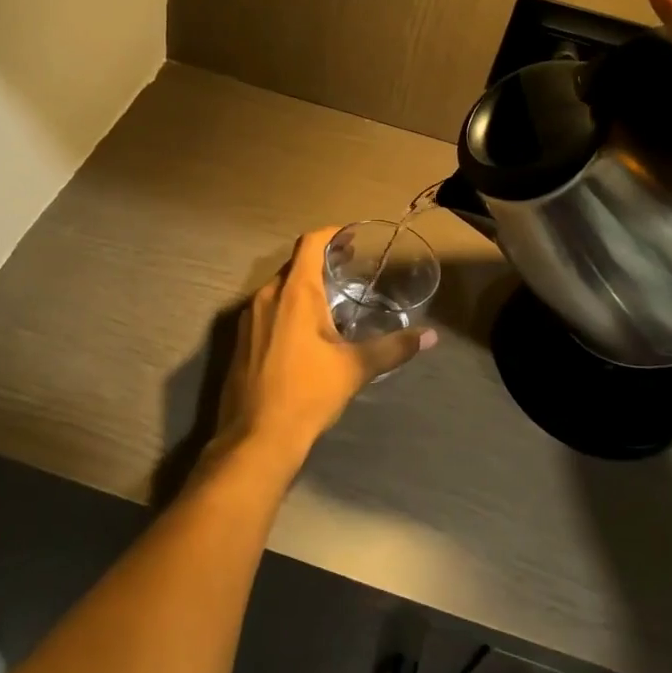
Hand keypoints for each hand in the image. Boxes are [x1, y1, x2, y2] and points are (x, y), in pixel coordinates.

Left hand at [210, 228, 437, 467]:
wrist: (256, 437)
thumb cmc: (307, 393)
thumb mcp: (355, 369)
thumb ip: (393, 348)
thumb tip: (430, 336)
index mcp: (293, 292)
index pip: (310, 243)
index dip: (332, 234)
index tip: (352, 240)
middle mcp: (266, 296)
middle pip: (294, 264)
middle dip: (321, 262)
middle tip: (350, 270)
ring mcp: (248, 318)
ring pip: (278, 289)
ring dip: (303, 287)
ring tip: (332, 300)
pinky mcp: (241, 340)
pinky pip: (267, 310)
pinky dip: (287, 308)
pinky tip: (305, 332)